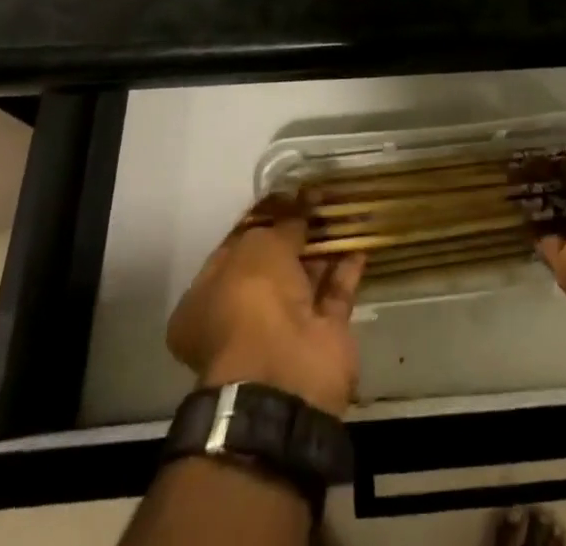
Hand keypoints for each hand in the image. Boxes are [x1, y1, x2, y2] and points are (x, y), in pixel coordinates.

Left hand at [167, 196, 366, 416]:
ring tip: (343, 209)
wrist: (285, 373)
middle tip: (319, 197)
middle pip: (272, 264)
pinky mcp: (320, 337)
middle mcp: (240, 315)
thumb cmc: (252, 301)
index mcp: (206, 298)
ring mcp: (281, 329)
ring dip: (323, 246)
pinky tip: (359, 238)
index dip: (261, 216)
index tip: (288, 192)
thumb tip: (302, 202)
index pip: (234, 246)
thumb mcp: (261, 246)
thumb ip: (283, 223)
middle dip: (295, 231)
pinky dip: (345, 268)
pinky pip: (334, 294)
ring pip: (305, 278)